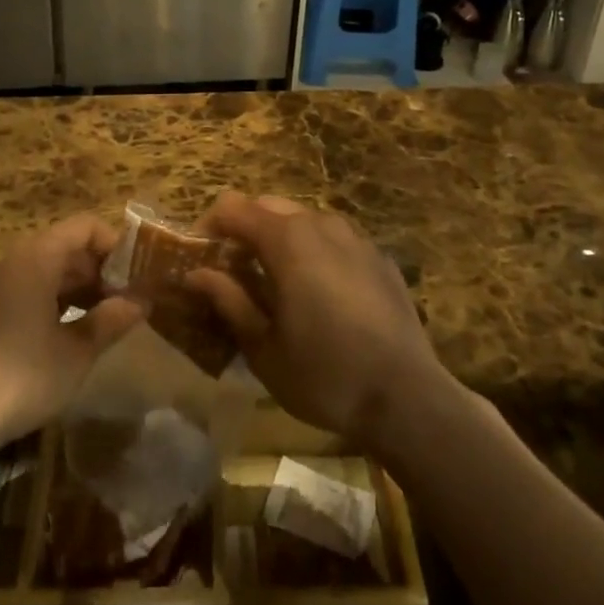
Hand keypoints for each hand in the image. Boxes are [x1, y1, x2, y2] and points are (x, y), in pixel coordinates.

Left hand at [0, 215, 144, 448]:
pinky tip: (62, 337)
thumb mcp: (78, 351)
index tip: (135, 276)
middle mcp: (10, 263)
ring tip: (99, 321)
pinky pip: (21, 292)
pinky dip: (49, 303)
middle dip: (97, 271)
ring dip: (75, 289)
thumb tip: (140, 301)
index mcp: (36, 259)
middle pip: (63, 247)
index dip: (115, 245)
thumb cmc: (23, 376)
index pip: (85, 227)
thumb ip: (111, 320)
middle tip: (123, 303)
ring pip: (42, 272)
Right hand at [185, 192, 446, 450]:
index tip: (199, 259)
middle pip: (269, 206)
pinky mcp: (379, 257)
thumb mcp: (263, 347)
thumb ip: (229, 300)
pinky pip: (335, 239)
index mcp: (287, 240)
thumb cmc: (325, 375)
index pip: (233, 208)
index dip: (209, 227)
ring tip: (274, 281)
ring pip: (304, 219)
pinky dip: (314, 251)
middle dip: (244, 229)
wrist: (407, 398)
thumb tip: (196, 273)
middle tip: (232, 271)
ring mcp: (356, 238)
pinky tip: (319, 293)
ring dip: (280, 238)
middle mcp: (321, 224)